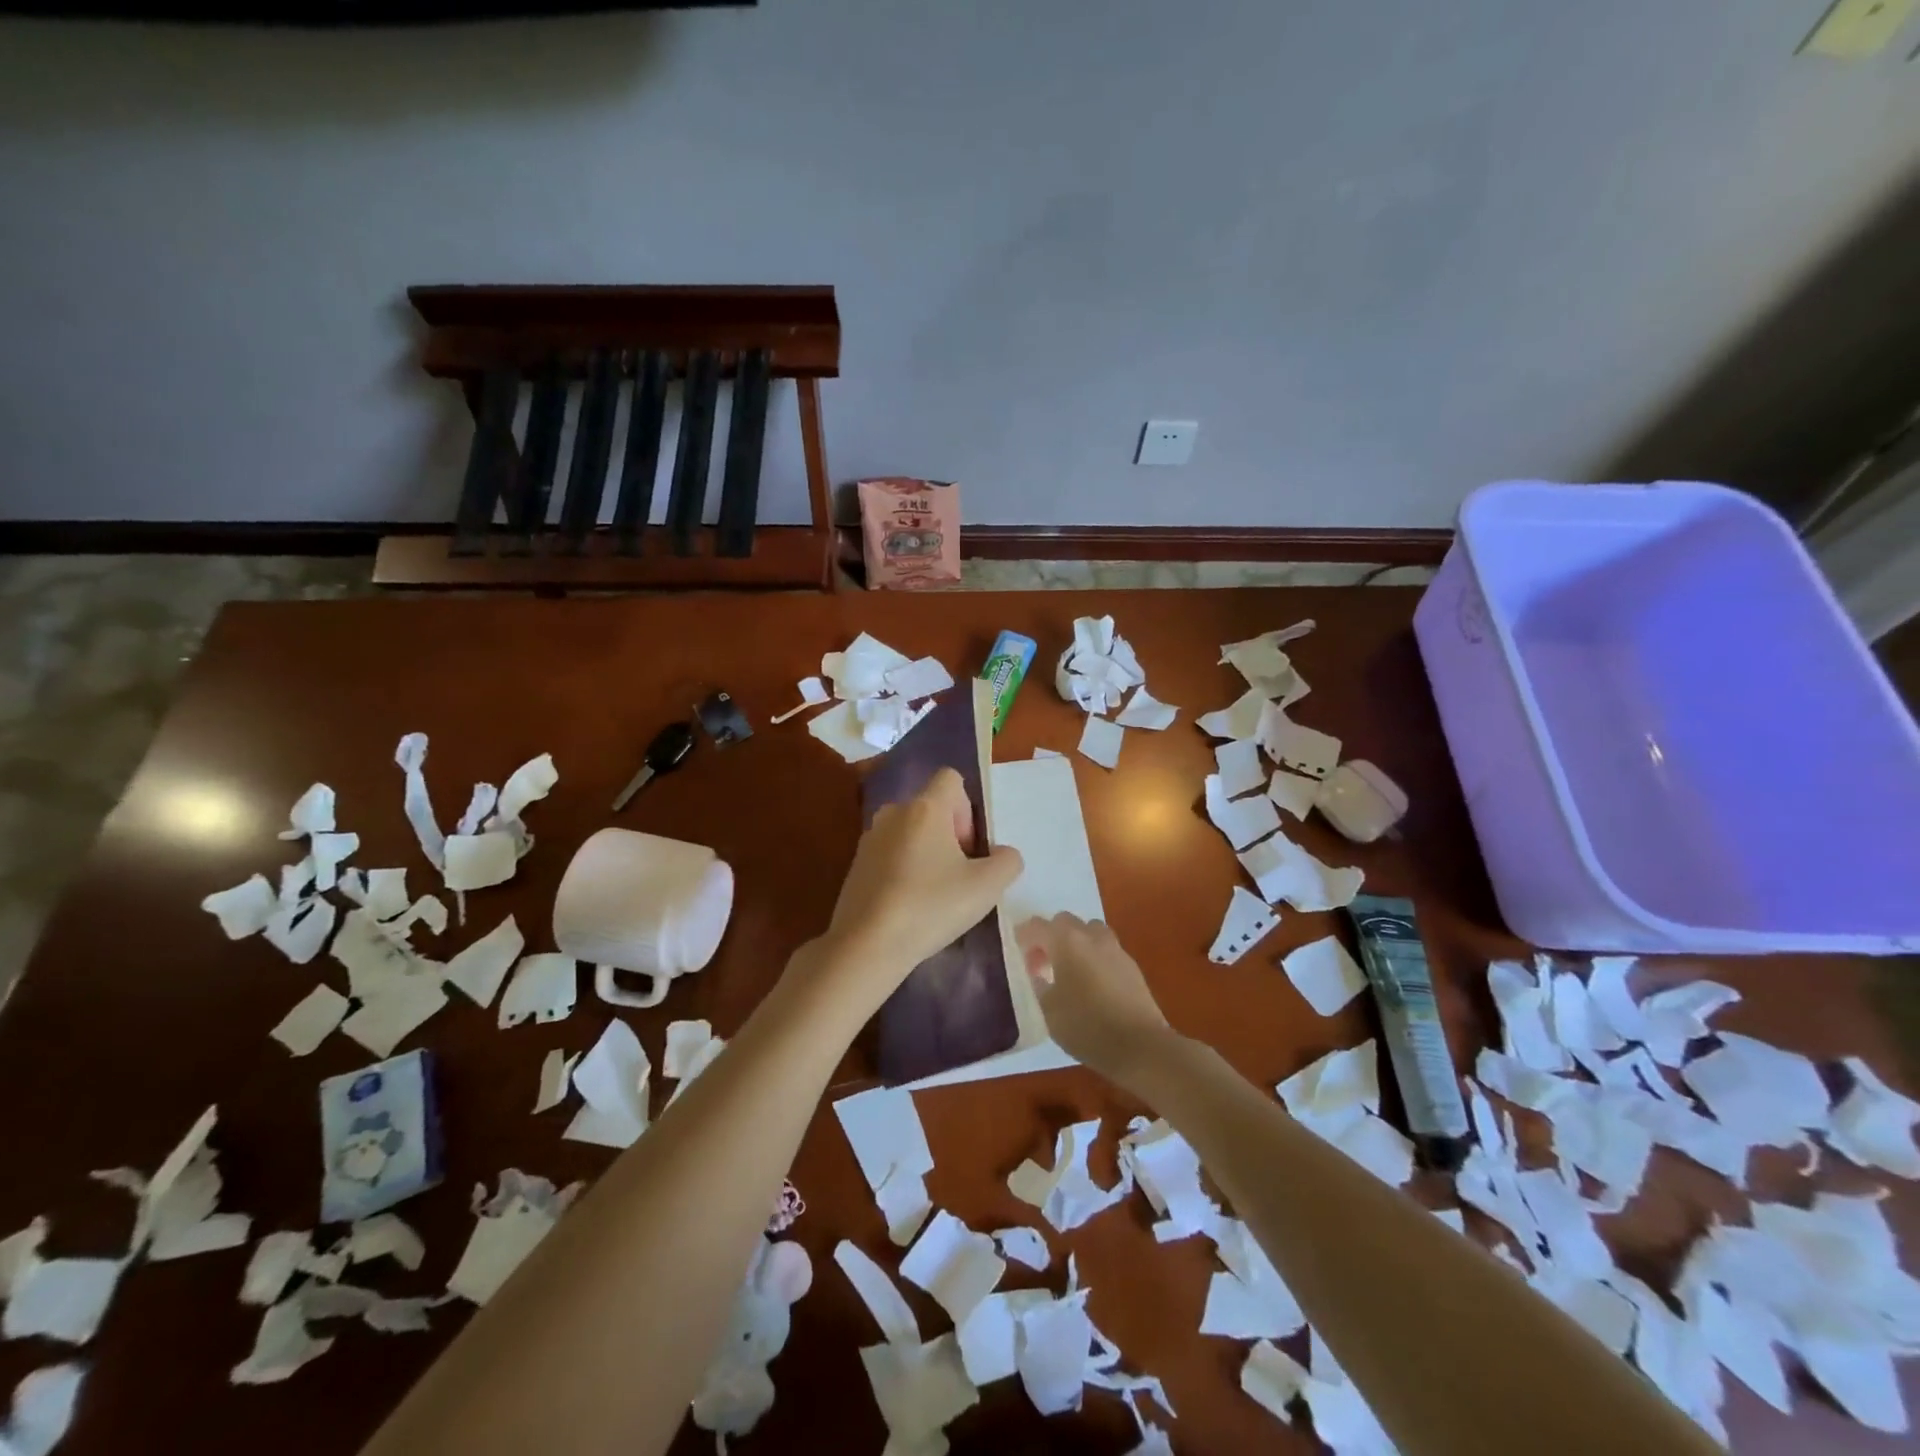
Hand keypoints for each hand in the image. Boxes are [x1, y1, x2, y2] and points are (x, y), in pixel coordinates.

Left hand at [814, 767, 1023, 1017]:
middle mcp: (893, 812)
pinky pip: (890, 855)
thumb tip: (1003, 854)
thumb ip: (1007, 862)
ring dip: (927, 854)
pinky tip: (909, 906)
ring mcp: (869, 838)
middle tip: (959, 875)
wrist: (866, 945)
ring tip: (935, 894)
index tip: (969, 847)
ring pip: (910, 833)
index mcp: (925, 807)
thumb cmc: (931, 906)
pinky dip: (904, 871)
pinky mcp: (855, 865)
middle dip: (950, 835)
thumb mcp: (987, 887)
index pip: (951, 778)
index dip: (968, 809)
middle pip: (931, 808)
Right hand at [1016, 913, 1171, 1083]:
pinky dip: (1093, 956)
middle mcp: (1090, 936)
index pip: (1037, 926)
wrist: (1140, 1046)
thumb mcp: (1049, 1010)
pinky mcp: (1131, 964)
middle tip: (1042, 963)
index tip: (1018, 952)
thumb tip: (1039, 972)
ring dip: (1075, 942)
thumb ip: (1039, 983)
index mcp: (1066, 942)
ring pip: (1088, 931)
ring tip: (1069, 970)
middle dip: (1050, 936)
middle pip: (1064, 922)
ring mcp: (1114, 948)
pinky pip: (1105, 949)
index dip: (1024, 936)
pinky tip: (1091, 983)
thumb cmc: (1086, 1027)